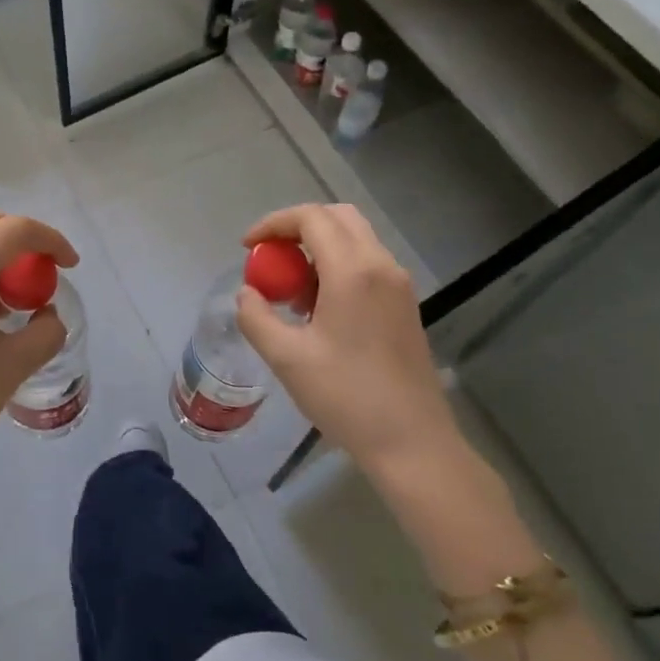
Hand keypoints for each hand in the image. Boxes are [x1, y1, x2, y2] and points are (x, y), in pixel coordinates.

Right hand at [234, 204, 458, 476]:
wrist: (412, 443)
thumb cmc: (346, 397)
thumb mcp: (286, 358)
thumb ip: (256, 317)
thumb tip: (247, 294)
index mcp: (353, 271)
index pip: (311, 218)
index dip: (273, 224)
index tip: (247, 248)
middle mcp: (381, 266)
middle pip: (337, 218)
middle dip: (297, 227)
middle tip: (269, 257)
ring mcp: (399, 285)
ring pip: (355, 239)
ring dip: (318, 247)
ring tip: (291, 288)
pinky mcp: (405, 305)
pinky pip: (367, 263)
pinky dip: (337, 266)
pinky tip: (318, 307)